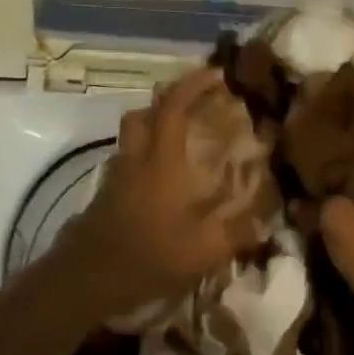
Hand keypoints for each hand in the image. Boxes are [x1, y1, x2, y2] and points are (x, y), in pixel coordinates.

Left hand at [60, 67, 262, 317]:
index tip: (217, 74)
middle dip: (169, 100)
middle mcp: (136, 159)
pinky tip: (161, 182)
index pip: (173, 106)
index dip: (193, 84)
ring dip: (154, 127)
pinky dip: (144, 158)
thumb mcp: (203, 251)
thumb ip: (238, 234)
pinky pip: (127, 161)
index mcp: (162, 161)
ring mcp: (116, 176)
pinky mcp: (104, 196)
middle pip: (144, 112)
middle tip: (195, 107)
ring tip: (181, 142)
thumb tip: (268, 225)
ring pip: (132, 136)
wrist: (85, 279)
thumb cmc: (147, 256)